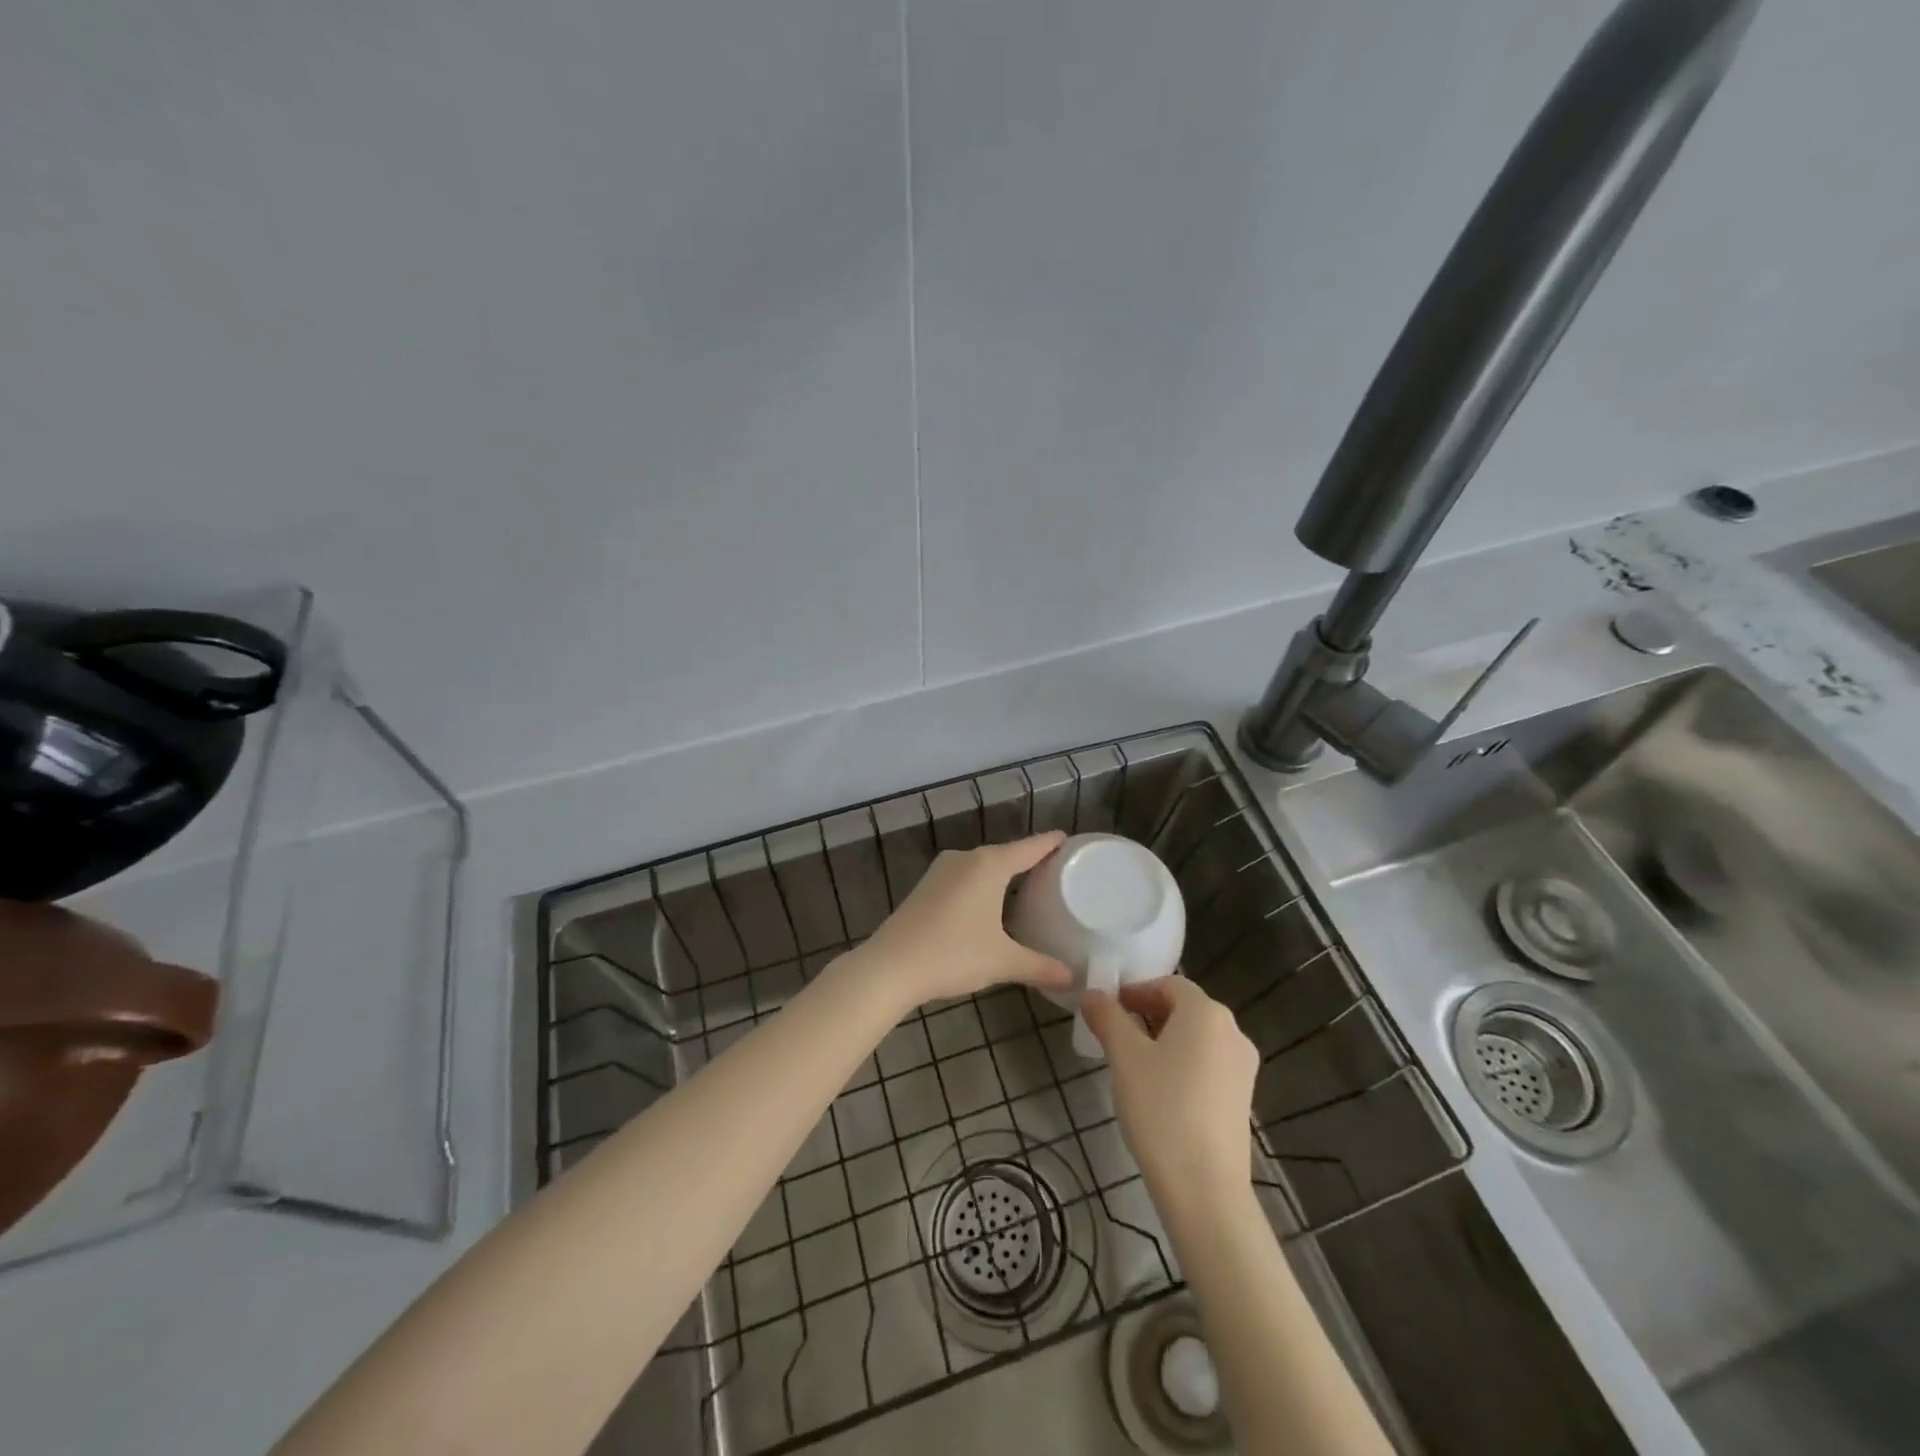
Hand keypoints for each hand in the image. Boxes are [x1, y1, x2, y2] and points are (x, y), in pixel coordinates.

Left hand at [843, 833, 1073, 1012]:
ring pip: (982, 866)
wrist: (890, 966)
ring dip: (1002, 874)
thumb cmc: (953, 955)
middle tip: (1055, 871)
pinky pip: (964, 877)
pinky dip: (982, 885)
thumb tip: (1073, 978)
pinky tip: (989, 904)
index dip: (1050, 843)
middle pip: (1005, 854)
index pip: (1029, 847)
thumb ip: (1040, 966)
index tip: (1068, 838)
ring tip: (1027, 887)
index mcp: (989, 865)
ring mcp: (941, 871)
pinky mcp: (926, 886)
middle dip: (1028, 860)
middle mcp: (965, 858)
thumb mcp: (1002, 962)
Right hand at [1082, 977, 1258, 1199]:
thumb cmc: (1161, 1109)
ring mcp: (1243, 1067)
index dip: (1136, 990)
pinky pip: (1208, 1065)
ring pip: (1196, 1038)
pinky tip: (1159, 1092)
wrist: (1205, 1189)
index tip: (1108, 1008)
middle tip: (1115, 1034)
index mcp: (1207, 1013)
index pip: (1168, 984)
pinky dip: (1182, 1064)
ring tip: (1133, 1064)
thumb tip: (1093, 995)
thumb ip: (1107, 1018)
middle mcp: (1233, 1032)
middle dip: (1148, 1014)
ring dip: (1164, 1040)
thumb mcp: (1124, 1057)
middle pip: (1185, 1009)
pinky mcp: (1242, 1098)